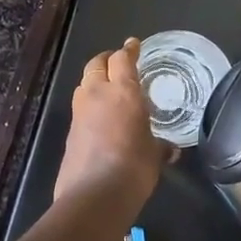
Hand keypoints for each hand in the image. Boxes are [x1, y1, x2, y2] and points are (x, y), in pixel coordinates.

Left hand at [53, 39, 172, 215]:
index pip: (123, 59)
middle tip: (117, 62)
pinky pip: (80, 108)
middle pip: (97, 64)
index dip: (128, 50)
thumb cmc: (134, 168)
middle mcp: (98, 95)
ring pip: (84, 84)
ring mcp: (80, 113)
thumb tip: (170, 150)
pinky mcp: (70, 132)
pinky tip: (100, 118)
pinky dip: (89, 105)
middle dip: (107, 60)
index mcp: (123, 92)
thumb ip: (160, 147)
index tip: (133, 45)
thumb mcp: (154, 155)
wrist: (94, 196)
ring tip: (108, 89)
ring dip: (94, 81)